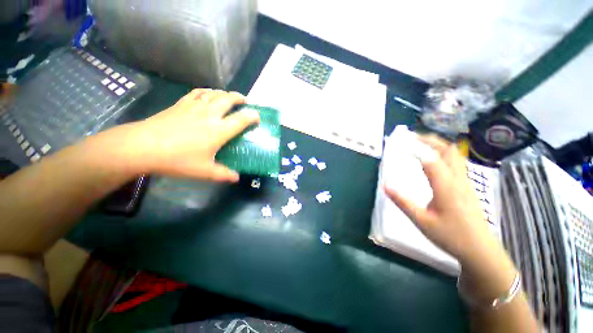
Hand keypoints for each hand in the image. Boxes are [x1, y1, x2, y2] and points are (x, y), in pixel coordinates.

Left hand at [129, 89, 259, 181]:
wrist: (142, 147)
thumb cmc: (177, 160)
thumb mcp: (204, 172)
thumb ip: (223, 175)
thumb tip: (236, 178)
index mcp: (218, 131)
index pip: (241, 120)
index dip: (252, 116)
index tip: (257, 117)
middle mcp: (209, 115)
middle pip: (228, 100)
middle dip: (239, 98)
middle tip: (245, 101)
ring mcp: (194, 107)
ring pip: (214, 94)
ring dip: (224, 93)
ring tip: (229, 96)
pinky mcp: (180, 104)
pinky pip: (197, 93)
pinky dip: (206, 92)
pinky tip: (207, 94)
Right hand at [384, 135, 500, 265]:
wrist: (480, 250)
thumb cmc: (450, 236)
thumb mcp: (421, 220)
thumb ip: (402, 202)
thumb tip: (385, 186)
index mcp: (446, 187)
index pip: (430, 159)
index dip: (415, 148)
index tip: (400, 141)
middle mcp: (457, 180)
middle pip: (447, 150)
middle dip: (429, 139)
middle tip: (411, 136)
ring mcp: (465, 182)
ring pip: (454, 155)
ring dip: (437, 144)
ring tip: (421, 143)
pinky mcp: (467, 186)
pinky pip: (456, 162)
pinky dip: (443, 153)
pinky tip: (433, 159)